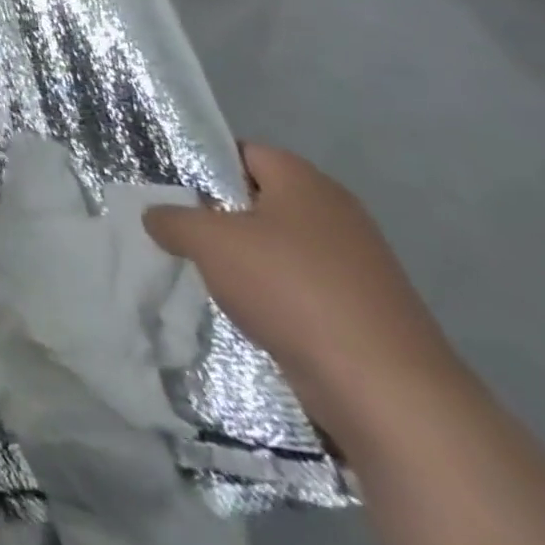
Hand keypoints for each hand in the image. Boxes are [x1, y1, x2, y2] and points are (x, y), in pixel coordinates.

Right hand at [143, 143, 459, 444]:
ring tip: (208, 278)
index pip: (243, 152)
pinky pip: (300, 288)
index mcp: (306, 181)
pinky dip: (272, 298)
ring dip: (244, 262)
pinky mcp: (364, 312)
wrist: (386, 392)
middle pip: (259, 201)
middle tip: (181, 233)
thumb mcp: (206, 241)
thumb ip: (171, 218)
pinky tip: (247, 314)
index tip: (171, 190)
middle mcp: (336, 214)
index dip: (204, 166)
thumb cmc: (290, 288)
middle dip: (219, 218)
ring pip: (278, 248)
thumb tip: (157, 217)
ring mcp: (357, 266)